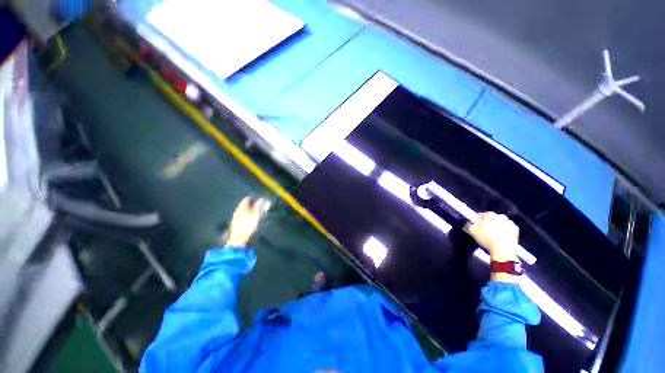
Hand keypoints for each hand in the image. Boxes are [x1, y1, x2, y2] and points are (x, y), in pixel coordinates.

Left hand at [225, 197, 269, 246]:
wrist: (238, 239)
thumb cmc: (247, 226)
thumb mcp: (255, 216)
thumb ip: (259, 208)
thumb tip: (263, 200)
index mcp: (241, 208)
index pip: (247, 199)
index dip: (254, 198)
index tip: (260, 199)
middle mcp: (237, 211)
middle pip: (245, 204)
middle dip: (252, 204)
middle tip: (260, 205)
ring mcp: (236, 217)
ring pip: (243, 210)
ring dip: (250, 209)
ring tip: (258, 211)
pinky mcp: (236, 223)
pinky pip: (242, 215)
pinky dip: (248, 214)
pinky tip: (252, 218)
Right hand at [466, 212, 519, 262]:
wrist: (503, 250)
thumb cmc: (486, 239)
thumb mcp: (472, 231)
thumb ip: (469, 224)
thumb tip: (469, 223)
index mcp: (489, 215)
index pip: (481, 214)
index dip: (477, 220)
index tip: (476, 225)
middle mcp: (500, 216)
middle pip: (492, 218)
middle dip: (488, 222)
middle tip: (484, 230)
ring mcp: (509, 222)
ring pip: (500, 222)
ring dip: (497, 226)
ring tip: (493, 234)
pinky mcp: (516, 229)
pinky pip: (508, 227)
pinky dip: (505, 230)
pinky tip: (501, 236)